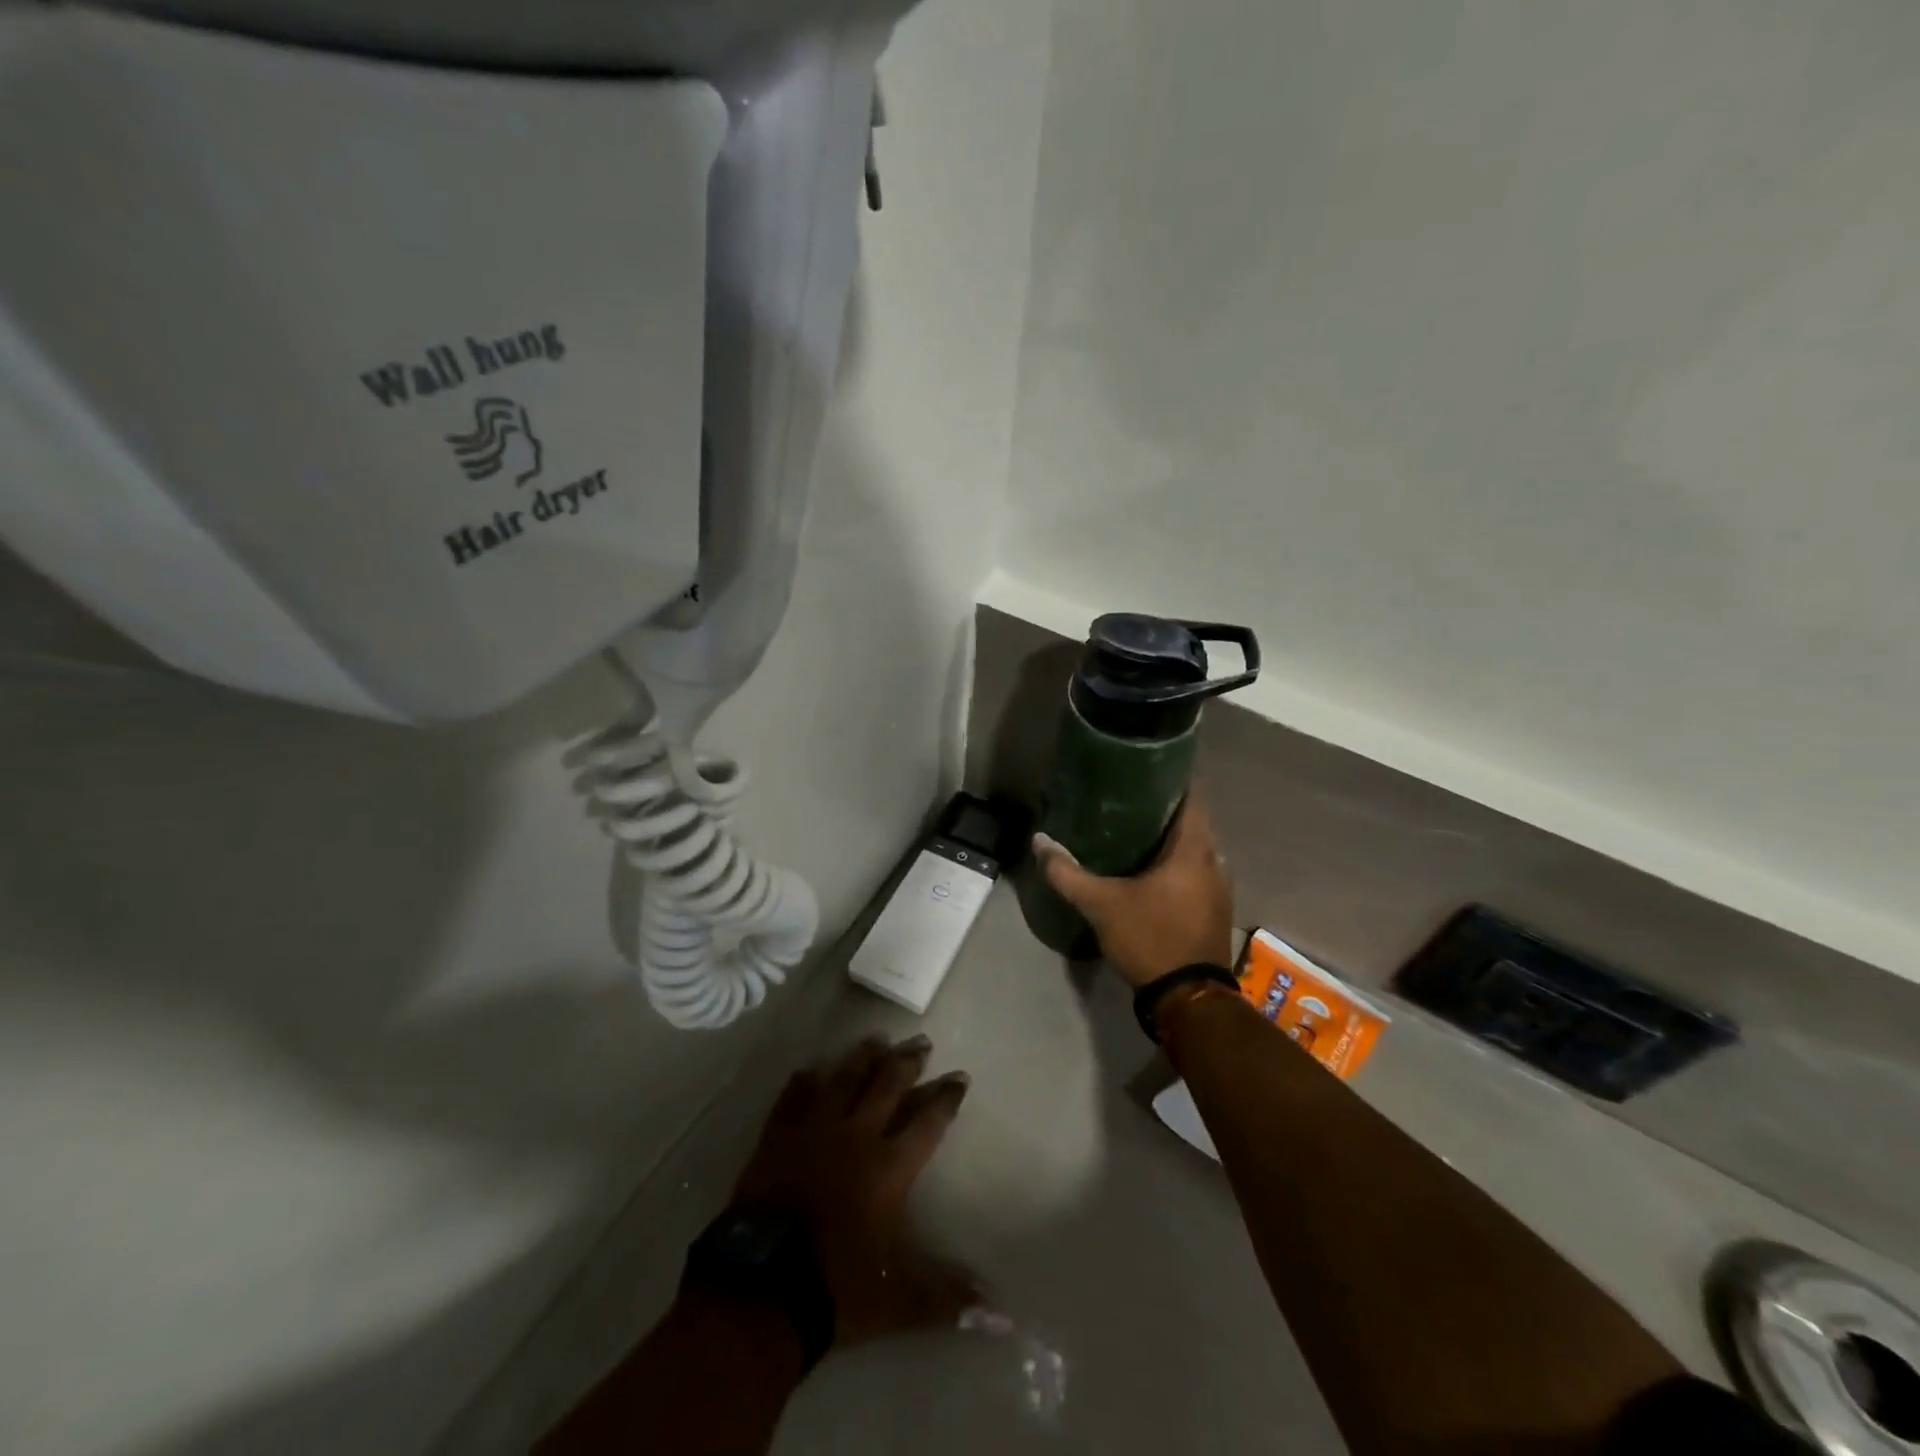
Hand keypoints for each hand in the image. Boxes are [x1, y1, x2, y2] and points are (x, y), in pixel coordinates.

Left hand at [730, 1034, 976, 1347]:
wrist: (761, 1289)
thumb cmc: (836, 1288)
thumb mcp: (899, 1300)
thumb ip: (948, 1297)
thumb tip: (1001, 1315)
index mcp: (888, 1168)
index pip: (927, 1123)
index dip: (945, 1098)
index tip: (960, 1077)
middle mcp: (855, 1136)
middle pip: (887, 1086)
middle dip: (908, 1062)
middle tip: (921, 1042)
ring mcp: (812, 1132)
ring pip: (843, 1080)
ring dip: (862, 1058)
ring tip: (877, 1038)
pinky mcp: (776, 1139)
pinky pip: (792, 1100)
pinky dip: (802, 1084)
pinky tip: (808, 1069)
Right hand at [1033, 795, 1233, 988]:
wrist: (1188, 1000)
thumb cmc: (1151, 939)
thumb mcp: (1101, 905)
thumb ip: (1067, 872)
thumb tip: (1039, 841)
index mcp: (1193, 850)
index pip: (1193, 796)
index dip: (1172, 777)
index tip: (1145, 766)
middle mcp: (1214, 862)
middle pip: (1192, 821)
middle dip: (1163, 808)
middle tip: (1127, 799)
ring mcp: (1219, 888)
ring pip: (1195, 849)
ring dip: (1171, 839)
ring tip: (1134, 830)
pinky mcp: (1215, 910)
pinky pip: (1196, 872)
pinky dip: (1176, 863)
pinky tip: (1149, 870)